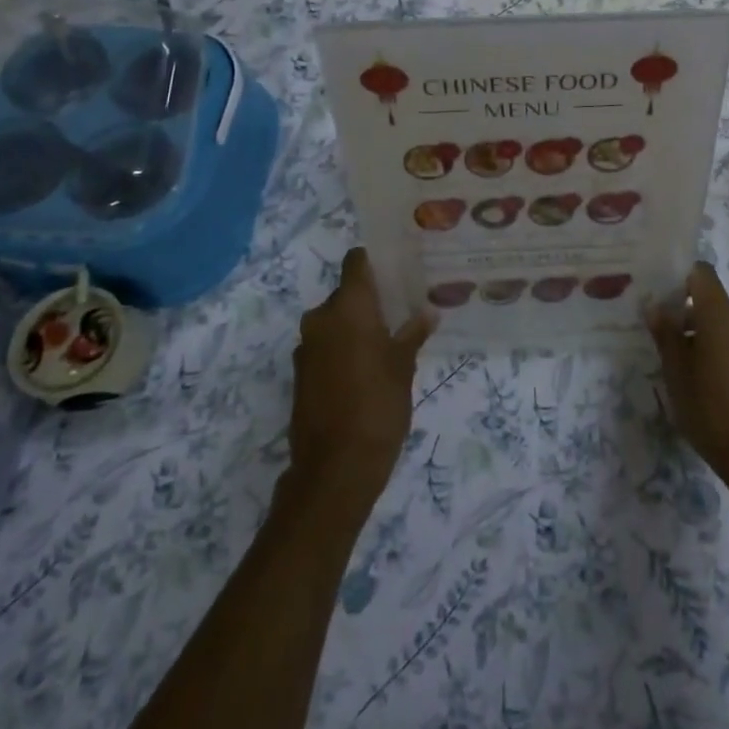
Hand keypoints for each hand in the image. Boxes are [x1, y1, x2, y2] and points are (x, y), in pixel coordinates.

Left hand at [289, 249, 434, 506]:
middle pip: (347, 293)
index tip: (398, 267)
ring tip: (388, 340)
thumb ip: (413, 333)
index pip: (356, 262)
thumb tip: (427, 313)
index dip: (375, 260)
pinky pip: (326, 345)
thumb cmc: (378, 406)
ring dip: (356, 325)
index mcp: (348, 307)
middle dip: (371, 299)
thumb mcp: (404, 366)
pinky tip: (367, 367)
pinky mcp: (300, 373)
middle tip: (402, 309)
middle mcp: (321, 318)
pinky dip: (343, 348)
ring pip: (336, 321)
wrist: (335, 468)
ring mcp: (306, 347)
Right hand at [644, 262, 728, 494]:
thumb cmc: (711, 410)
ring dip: (708, 339)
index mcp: (721, 315)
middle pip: (713, 304)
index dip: (681, 280)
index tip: (664, 301)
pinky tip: (714, 388)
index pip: (701, 274)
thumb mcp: (676, 373)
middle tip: (667, 346)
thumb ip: (666, 335)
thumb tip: (657, 307)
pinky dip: (726, 355)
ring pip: (728, 328)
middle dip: (690, 319)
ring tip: (689, 373)